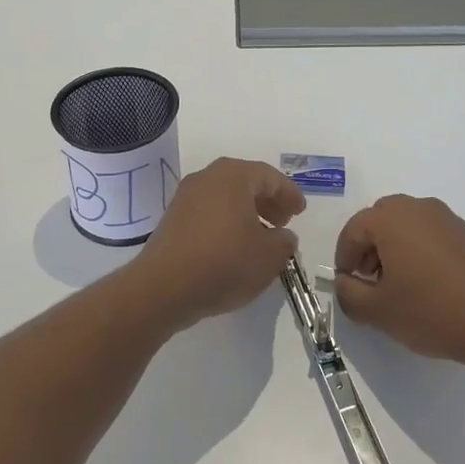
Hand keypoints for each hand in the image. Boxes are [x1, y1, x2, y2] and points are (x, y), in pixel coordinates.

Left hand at [129, 157, 304, 328]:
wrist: (164, 287)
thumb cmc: (224, 263)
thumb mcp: (269, 257)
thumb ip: (284, 242)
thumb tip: (284, 235)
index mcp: (234, 176)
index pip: (270, 177)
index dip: (289, 194)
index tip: (301, 211)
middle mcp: (208, 177)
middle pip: (246, 182)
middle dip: (268, 201)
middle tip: (283, 221)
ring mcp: (186, 196)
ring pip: (226, 196)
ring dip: (247, 212)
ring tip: (261, 236)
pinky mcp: (173, 217)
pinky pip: (209, 210)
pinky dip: (226, 221)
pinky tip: (234, 245)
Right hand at [332, 195, 464, 366]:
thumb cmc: (430, 311)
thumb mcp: (377, 311)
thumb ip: (348, 294)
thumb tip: (344, 282)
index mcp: (390, 218)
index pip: (353, 229)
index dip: (344, 256)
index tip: (347, 283)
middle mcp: (417, 207)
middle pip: (379, 219)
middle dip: (368, 247)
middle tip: (369, 280)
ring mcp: (445, 217)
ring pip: (405, 224)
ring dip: (392, 247)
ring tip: (397, 284)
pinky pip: (428, 232)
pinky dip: (417, 249)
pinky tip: (424, 283)